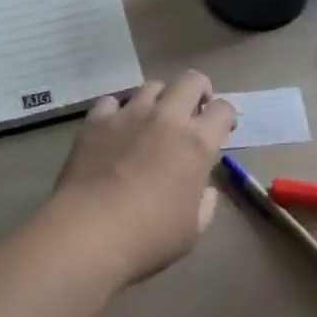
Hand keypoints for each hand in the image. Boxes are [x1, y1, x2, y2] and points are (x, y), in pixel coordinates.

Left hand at [48, 72, 235, 286]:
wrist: (90, 231)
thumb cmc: (149, 236)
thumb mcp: (192, 230)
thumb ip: (204, 203)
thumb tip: (204, 189)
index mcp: (196, 143)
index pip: (223, 110)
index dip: (225, 116)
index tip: (221, 129)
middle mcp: (166, 118)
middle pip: (190, 80)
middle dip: (198, 89)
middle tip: (193, 109)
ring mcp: (129, 114)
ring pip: (151, 86)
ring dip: (159, 99)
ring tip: (152, 118)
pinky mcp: (97, 120)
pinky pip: (111, 101)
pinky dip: (117, 111)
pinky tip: (114, 128)